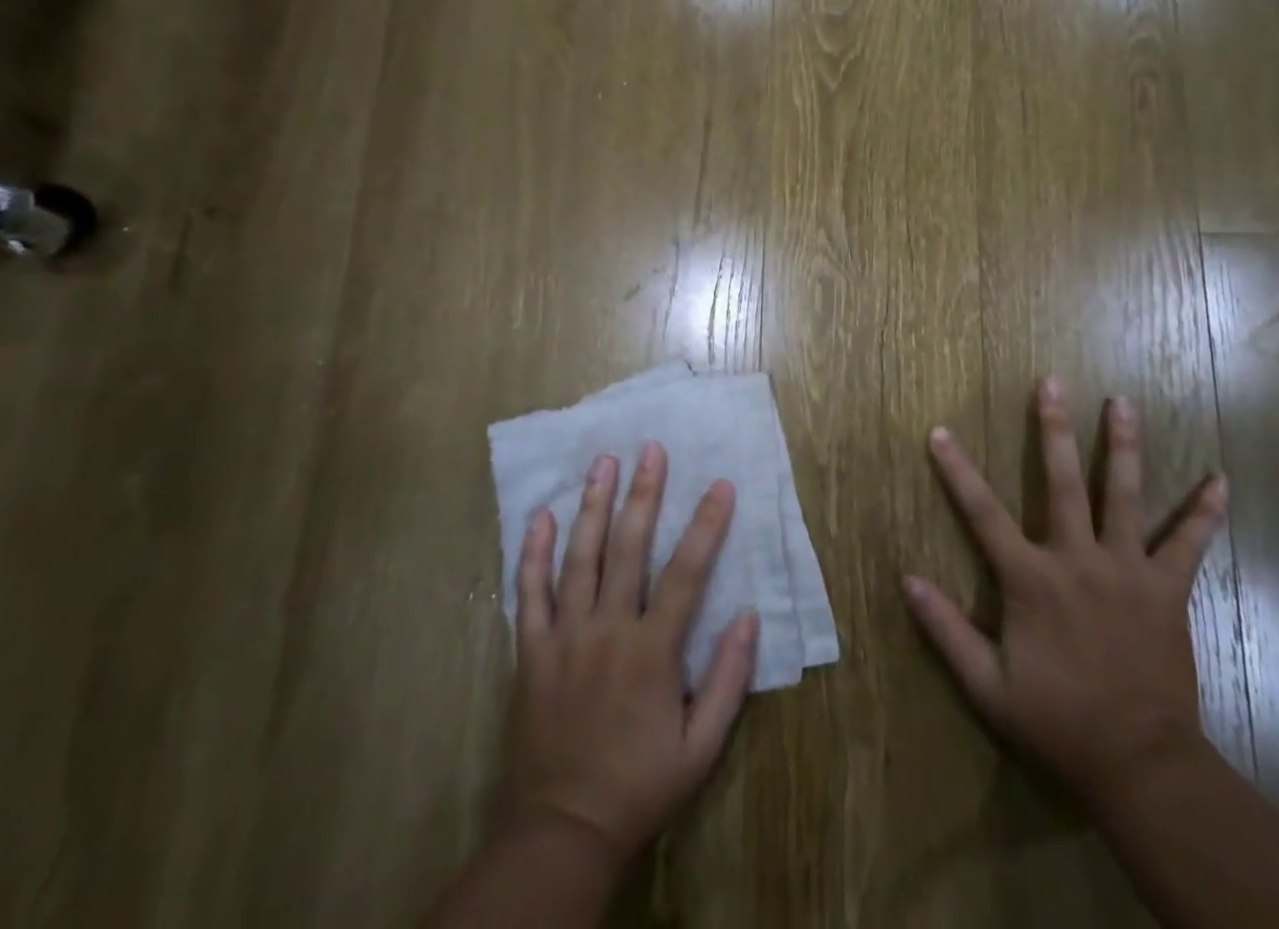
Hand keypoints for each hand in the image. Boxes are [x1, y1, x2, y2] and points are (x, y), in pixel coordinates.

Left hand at [509, 442, 760, 862]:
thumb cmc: (640, 784)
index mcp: (653, 650)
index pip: (687, 572)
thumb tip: (749, 615)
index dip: (706, 525)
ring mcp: (565, 637)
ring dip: (593, 506)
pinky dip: (534, 553)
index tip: (721, 485)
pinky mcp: (532, 651)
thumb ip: (729, 680)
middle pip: (628, 548)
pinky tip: (541, 517)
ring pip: (580, 557)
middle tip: (650, 449)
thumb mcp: (702, 747)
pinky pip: (529, 593)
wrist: (564, 829)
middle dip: (643, 494)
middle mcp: (608, 630)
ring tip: (602, 462)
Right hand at [903, 378, 1227, 805]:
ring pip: (1125, 496)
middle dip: (1053, 429)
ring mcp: (1127, 571)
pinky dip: (1205, 513)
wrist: (1140, 765)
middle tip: (1052, 382)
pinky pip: (1188, 545)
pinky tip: (1220, 480)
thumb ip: (945, 630)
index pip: (983, 513)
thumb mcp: (987, 686)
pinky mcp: (1166, 590)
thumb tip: (906, 579)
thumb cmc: (1058, 722)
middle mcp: (1078, 560)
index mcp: (1031, 580)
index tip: (940, 431)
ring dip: (1124, 446)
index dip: (957, 471)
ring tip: (1123, 401)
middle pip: (1063, 483)